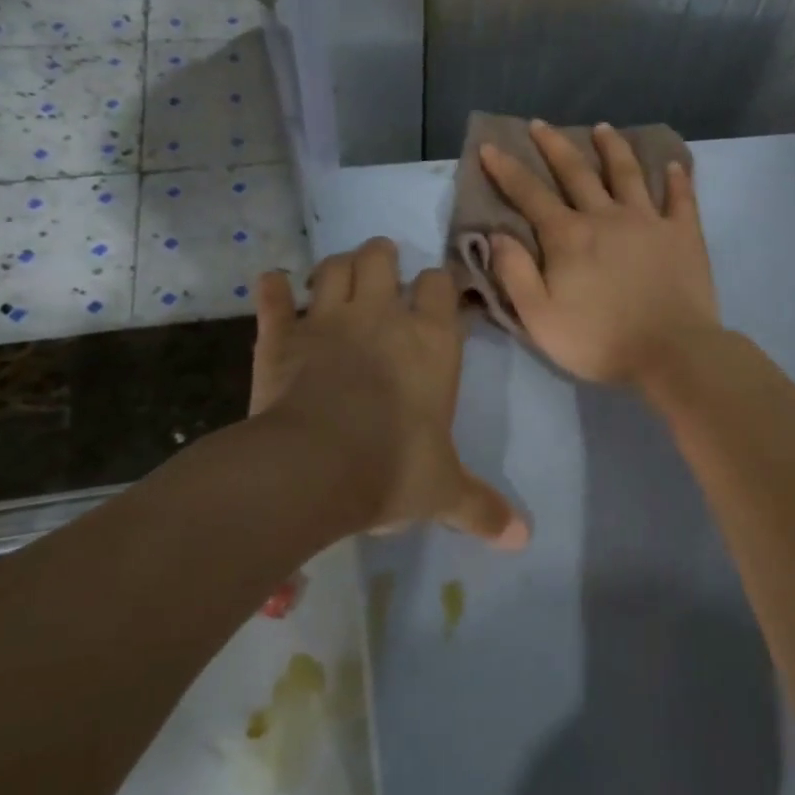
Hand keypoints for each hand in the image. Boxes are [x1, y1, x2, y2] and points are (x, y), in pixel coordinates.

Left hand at [248, 238, 528, 548]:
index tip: (436, 291)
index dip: (438, 283)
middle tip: (382, 264)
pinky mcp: (281, 337)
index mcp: (430, 341)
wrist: (314, 468)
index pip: (440, 286)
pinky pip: (272, 299)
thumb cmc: (393, 468)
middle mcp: (380, 317)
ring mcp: (326, 321)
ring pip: (330, 269)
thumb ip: (482, 507)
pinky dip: (271, 289)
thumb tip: (523, 539)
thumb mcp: (444, 492)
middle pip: (379, 259)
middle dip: (381, 256)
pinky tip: (271, 283)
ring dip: (335, 266)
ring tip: (338, 274)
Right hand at [480, 119, 720, 386]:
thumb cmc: (599, 340)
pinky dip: (677, 179)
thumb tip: (497, 235)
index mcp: (568, 236)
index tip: (490, 146)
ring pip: (627, 173)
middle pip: (576, 171)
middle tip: (540, 124)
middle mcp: (606, 216)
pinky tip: (675, 165)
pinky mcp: (683, 234)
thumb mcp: (539, 318)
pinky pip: (680, 198)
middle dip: (554, 145)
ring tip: (603, 128)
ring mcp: (648, 220)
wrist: (671, 353)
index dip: (506, 169)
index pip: (529, 194)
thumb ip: (515, 273)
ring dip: (612, 148)